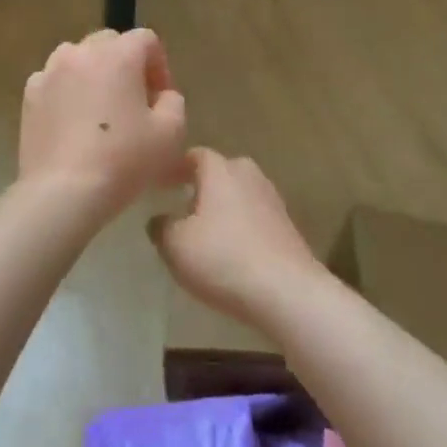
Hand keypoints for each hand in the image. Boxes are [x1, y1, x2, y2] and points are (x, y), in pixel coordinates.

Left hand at [19, 28, 186, 219]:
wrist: (63, 192)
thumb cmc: (123, 159)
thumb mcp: (171, 133)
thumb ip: (173, 101)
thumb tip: (161, 95)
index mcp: (118, 55)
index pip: (146, 39)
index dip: (159, 65)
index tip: (161, 98)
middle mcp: (80, 53)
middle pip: (110, 43)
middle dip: (126, 65)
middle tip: (134, 102)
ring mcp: (49, 72)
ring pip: (78, 59)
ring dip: (94, 74)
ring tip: (101, 111)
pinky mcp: (29, 96)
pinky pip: (55, 82)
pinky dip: (67, 92)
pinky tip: (74, 124)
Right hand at [149, 149, 324, 328]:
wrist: (286, 291)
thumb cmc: (223, 258)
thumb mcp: (175, 245)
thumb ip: (161, 227)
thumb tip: (159, 219)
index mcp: (220, 170)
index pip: (194, 155)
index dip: (175, 168)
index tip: (160, 184)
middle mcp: (249, 175)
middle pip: (220, 173)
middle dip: (201, 186)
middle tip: (181, 207)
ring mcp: (272, 199)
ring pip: (239, 195)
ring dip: (222, 208)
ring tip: (205, 232)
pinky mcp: (287, 226)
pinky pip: (255, 217)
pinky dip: (240, 227)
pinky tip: (230, 250)